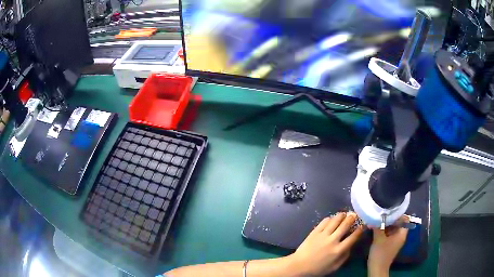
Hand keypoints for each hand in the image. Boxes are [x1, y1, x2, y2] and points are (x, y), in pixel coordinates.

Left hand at [287, 212, 363, 275]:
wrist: (299, 266)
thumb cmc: (318, 268)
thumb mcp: (334, 267)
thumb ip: (344, 256)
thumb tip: (351, 246)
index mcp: (339, 250)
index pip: (353, 237)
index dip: (360, 230)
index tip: (363, 225)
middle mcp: (333, 240)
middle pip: (345, 225)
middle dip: (351, 218)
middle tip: (354, 215)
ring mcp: (323, 235)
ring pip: (335, 220)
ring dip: (341, 216)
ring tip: (344, 214)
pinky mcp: (314, 232)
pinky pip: (324, 222)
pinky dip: (329, 219)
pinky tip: (331, 219)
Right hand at [368, 216, 408, 275]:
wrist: (377, 269)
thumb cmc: (380, 253)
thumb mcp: (379, 238)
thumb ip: (378, 226)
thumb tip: (374, 215)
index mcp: (402, 233)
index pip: (404, 218)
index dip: (397, 213)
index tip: (388, 209)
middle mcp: (400, 235)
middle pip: (398, 223)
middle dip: (389, 218)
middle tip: (380, 213)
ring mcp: (395, 240)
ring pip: (392, 228)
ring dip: (385, 224)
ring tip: (376, 219)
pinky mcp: (389, 244)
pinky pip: (388, 233)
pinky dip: (383, 230)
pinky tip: (375, 228)